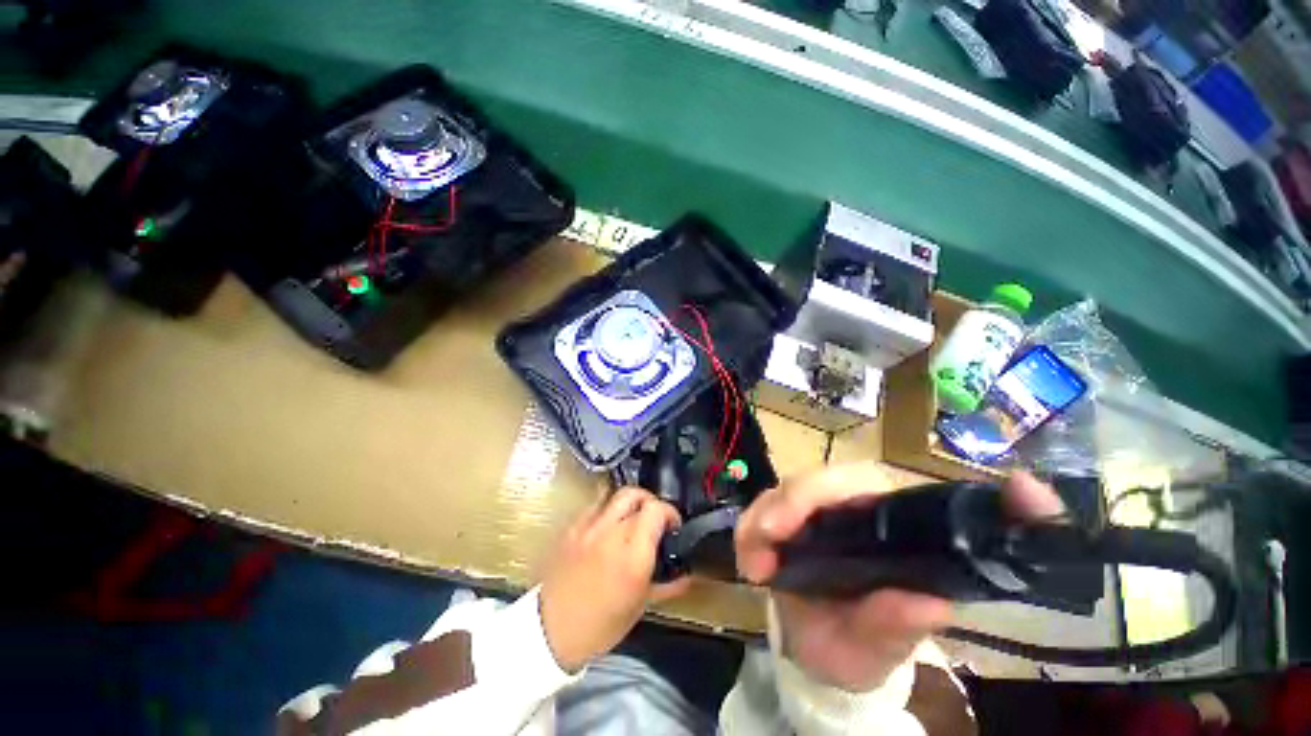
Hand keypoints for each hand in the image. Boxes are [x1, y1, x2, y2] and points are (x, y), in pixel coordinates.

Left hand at [539, 487, 689, 672]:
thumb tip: (686, 574)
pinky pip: (595, 506)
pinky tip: (609, 527)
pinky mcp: (572, 527)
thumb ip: (668, 583)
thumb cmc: (601, 625)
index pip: (656, 510)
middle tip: (654, 519)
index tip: (673, 526)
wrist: (551, 631)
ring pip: (615, 495)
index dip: (670, 513)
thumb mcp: (641, 606)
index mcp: (632, 555)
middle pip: (636, 494)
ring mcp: (588, 527)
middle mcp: (611, 533)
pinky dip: (608, 510)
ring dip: (630, 503)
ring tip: (632, 519)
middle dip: (651, 502)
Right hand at [736, 464, 1062, 690]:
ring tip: (753, 568)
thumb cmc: (861, 649)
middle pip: (811, 481)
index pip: (858, 482)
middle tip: (765, 540)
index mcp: (884, 526)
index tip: (791, 524)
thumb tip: (931, 604)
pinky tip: (749, 565)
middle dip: (784, 505)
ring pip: (779, 492)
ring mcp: (809, 512)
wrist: (823, 653)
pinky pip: (757, 512)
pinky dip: (748, 533)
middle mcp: (845, 508)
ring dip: (760, 521)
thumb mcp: (880, 649)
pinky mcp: (782, 520)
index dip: (822, 490)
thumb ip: (898, 626)